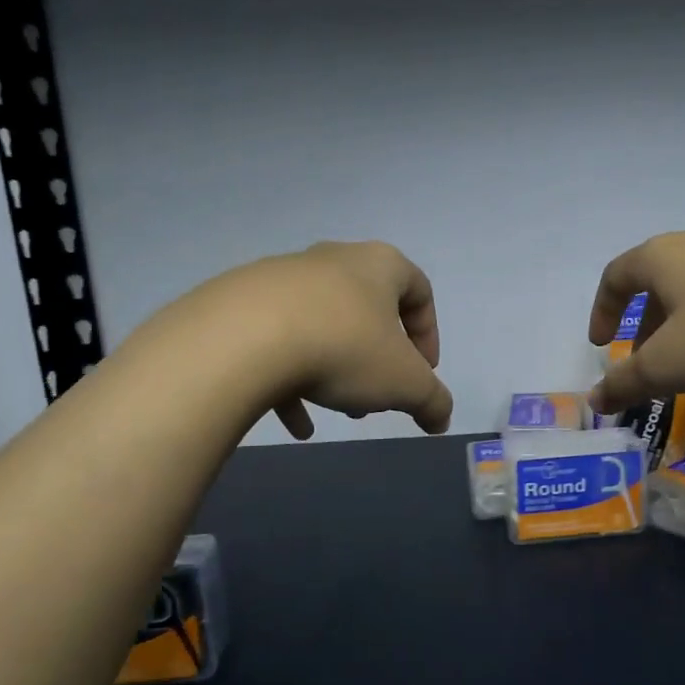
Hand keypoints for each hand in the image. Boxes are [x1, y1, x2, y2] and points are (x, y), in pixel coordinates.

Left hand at [196, 241, 453, 437]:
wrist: (244, 338)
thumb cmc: (345, 348)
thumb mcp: (405, 383)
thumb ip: (432, 400)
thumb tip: (441, 418)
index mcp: (379, 265)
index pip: (420, 290)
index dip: (428, 335)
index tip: (423, 373)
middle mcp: (333, 261)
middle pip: (369, 309)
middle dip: (379, 358)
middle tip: (379, 395)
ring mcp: (284, 279)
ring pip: (324, 326)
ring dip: (338, 368)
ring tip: (339, 409)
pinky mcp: (243, 303)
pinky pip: (280, 341)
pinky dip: (293, 380)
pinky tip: (297, 423)